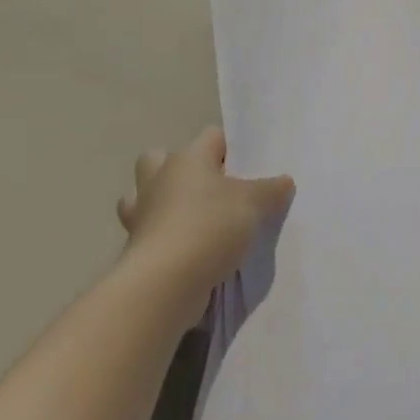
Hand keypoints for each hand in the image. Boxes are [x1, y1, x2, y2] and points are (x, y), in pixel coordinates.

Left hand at [117, 127, 294, 315]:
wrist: (165, 283)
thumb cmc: (210, 226)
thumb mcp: (254, 204)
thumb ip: (271, 190)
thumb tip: (284, 181)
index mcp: (187, 159)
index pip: (211, 136)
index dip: (232, 148)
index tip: (250, 168)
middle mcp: (158, 179)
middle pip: (159, 159)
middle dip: (181, 170)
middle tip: (212, 189)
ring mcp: (141, 214)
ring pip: (145, 197)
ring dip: (164, 205)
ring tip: (194, 221)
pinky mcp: (136, 248)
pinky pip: (150, 233)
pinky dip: (166, 239)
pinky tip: (190, 251)